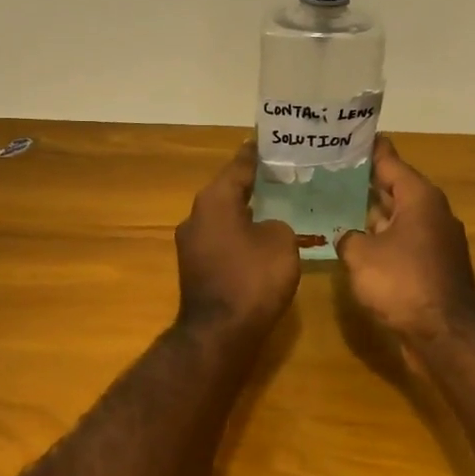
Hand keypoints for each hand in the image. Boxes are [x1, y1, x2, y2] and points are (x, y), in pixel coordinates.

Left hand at [175, 143, 301, 344]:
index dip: (256, 154)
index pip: (238, 166)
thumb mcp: (280, 242)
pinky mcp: (196, 267)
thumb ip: (278, 223)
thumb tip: (267, 227)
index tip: (269, 141)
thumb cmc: (252, 279)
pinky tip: (262, 239)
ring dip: (247, 212)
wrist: (219, 334)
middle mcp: (196, 215)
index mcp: (214, 200)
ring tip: (277, 205)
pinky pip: (222, 239)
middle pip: (229, 190)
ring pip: (224, 216)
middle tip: (283, 175)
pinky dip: (241, 235)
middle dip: (254, 183)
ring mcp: (192, 243)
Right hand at [336, 136, 474, 345]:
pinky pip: (400, 242)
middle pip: (393, 188)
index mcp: (419, 197)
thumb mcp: (361, 255)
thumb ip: (347, 237)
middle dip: (364, 182)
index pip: (389, 161)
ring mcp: (434, 241)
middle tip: (329, 171)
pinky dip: (379, 239)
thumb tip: (346, 236)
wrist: (445, 335)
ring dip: (369, 214)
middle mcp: (431, 212)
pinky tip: (353, 243)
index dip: (368, 149)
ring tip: (334, 204)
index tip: (347, 136)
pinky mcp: (432, 267)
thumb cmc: (403, 282)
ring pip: (396, 217)